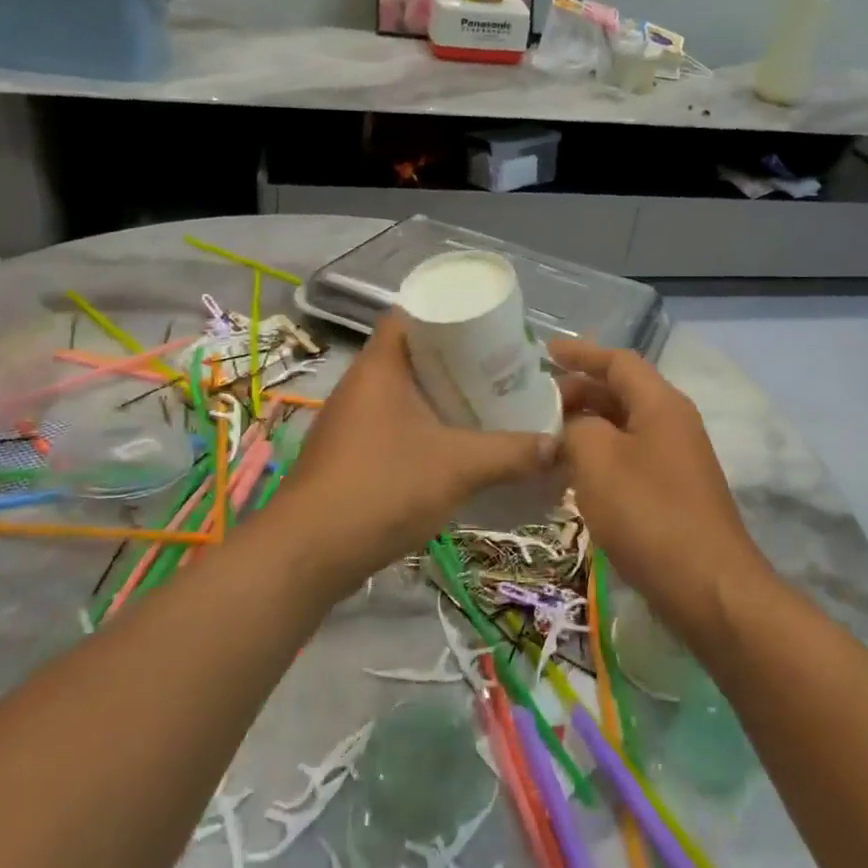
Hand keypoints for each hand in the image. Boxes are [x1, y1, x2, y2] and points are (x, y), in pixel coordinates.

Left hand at [271, 313, 556, 592]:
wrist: (308, 553)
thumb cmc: (382, 488)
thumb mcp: (458, 467)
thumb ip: (511, 454)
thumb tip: (559, 446)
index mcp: (380, 367)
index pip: (409, 315)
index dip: (447, 313)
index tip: (487, 327)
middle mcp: (361, 385)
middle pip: (412, 354)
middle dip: (456, 360)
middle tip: (499, 368)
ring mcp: (351, 421)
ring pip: (404, 392)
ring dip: (441, 397)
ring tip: (486, 403)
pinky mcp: (350, 454)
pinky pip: (395, 424)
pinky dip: (425, 426)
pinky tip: (455, 446)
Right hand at [552, 339, 766, 632]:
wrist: (707, 586)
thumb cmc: (648, 513)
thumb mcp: (598, 460)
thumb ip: (576, 428)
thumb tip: (572, 427)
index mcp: (661, 404)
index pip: (618, 361)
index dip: (580, 353)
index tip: (543, 353)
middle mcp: (673, 423)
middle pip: (622, 392)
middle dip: (579, 391)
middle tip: (535, 404)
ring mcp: (677, 459)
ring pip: (624, 427)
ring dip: (587, 426)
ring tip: (546, 436)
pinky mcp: (673, 492)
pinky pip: (630, 457)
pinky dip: (600, 455)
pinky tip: (573, 475)